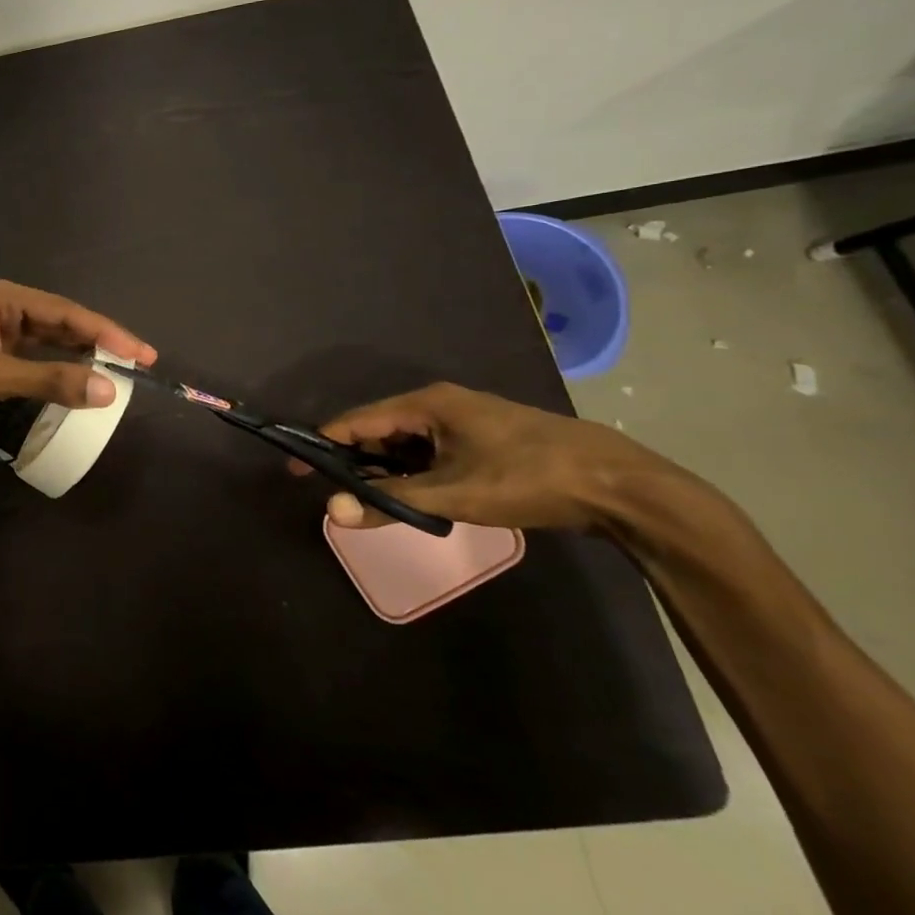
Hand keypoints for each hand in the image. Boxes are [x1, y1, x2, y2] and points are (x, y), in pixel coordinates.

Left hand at [0, 276, 157, 436]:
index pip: (64, 311)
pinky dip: (48, 372)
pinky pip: (25, 360)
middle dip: (94, 343)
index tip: (140, 353)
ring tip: (111, 374)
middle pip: (56, 323)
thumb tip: (109, 390)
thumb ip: (50, 381)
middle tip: (135, 364)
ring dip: (72, 358)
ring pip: (41, 343)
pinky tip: (70, 384)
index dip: (105, 332)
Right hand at [304, 382, 697, 531]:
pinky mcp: (483, 439)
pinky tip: (413, 496)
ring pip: (407, 442)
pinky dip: (414, 471)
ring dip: (387, 469)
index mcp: (426, 404)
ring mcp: (464, 420)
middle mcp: (439, 403)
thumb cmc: (527, 479)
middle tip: (333, 491)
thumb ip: (389, 501)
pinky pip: (431, 450)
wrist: (618, 485)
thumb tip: (332, 511)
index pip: (357, 421)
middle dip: (355, 460)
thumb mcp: (453, 495)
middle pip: (380, 430)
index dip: (324, 444)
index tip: (297, 468)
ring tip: (369, 499)